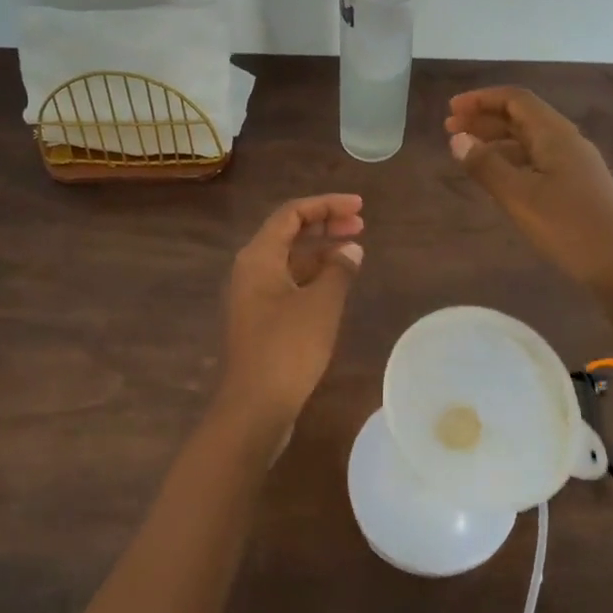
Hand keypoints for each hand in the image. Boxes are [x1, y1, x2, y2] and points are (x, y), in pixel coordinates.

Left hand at [216, 194, 363, 440]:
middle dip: (325, 225)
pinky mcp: (261, 318)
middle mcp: (251, 270)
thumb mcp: (321, 304)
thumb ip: (339, 270)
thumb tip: (351, 249)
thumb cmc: (288, 348)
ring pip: (290, 260)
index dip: (326, 205)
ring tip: (355, 250)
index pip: (291, 214)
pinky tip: (337, 282)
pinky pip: (289, 282)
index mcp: (258, 257)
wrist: (255, 406)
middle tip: (361, 224)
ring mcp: (253, 296)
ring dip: (321, 251)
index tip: (359, 207)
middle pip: (289, 234)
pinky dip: (314, 275)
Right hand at [446, 88, 612, 324]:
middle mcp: (566, 142)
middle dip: (484, 119)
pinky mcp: (576, 186)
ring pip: (528, 140)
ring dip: (496, 140)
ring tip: (466, 153)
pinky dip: (510, 161)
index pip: (516, 99)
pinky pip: (537, 161)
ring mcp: (574, 164)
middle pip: (522, 117)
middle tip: (450, 131)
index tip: (451, 110)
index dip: (481, 99)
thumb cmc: (568, 227)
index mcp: (555, 135)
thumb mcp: (519, 197)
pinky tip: (496, 177)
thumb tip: (458, 139)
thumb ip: (486, 165)